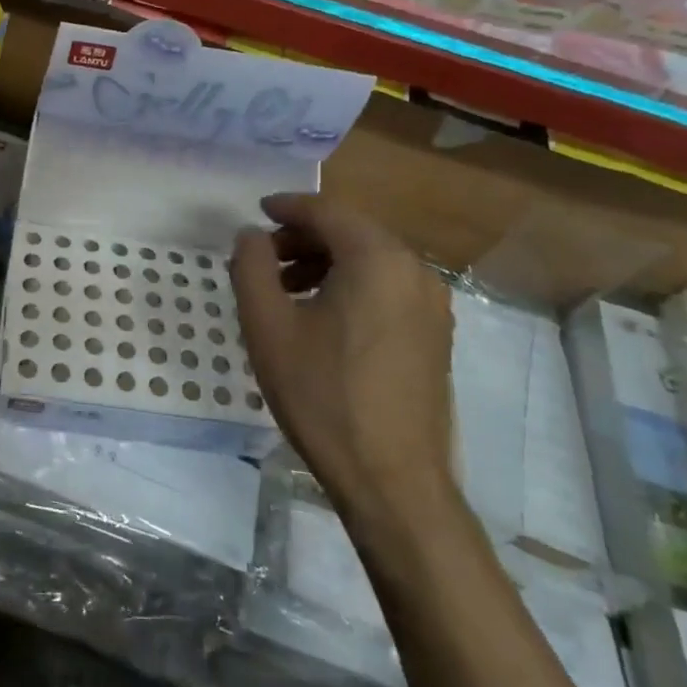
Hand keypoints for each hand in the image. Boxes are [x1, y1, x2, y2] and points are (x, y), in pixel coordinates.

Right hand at [230, 193, 453, 512]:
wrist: (391, 479)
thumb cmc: (322, 395)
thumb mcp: (267, 326)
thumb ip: (252, 267)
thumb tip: (251, 235)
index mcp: (377, 260)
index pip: (327, 212)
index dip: (287, 207)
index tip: (257, 211)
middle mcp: (414, 271)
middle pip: (352, 232)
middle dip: (304, 237)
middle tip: (264, 257)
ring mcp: (432, 305)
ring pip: (371, 260)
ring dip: (326, 262)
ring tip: (286, 288)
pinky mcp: (435, 335)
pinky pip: (387, 287)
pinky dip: (351, 284)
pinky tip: (322, 316)